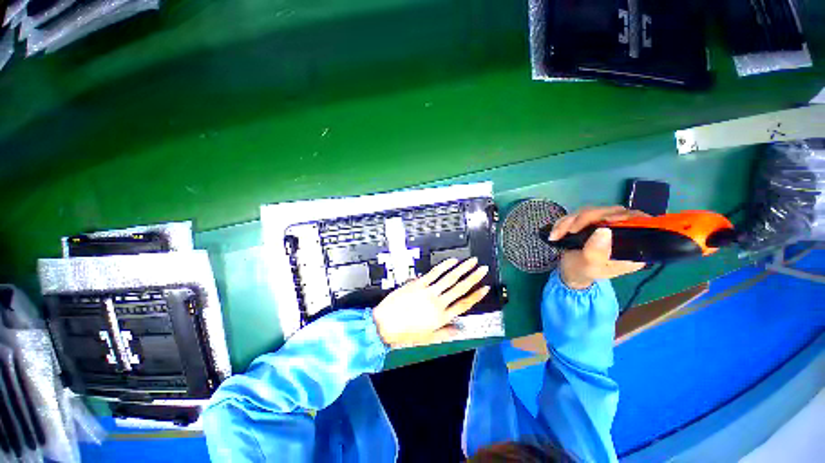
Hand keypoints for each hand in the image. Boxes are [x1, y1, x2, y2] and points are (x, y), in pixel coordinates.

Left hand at [372, 257, 489, 347]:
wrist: (384, 325)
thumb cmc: (405, 334)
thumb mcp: (427, 339)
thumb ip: (445, 334)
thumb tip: (460, 330)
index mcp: (442, 317)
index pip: (464, 304)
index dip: (476, 296)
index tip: (486, 288)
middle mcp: (438, 303)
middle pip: (460, 288)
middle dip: (474, 277)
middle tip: (484, 268)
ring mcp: (428, 292)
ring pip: (450, 278)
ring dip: (462, 268)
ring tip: (472, 261)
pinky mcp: (418, 284)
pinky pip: (434, 273)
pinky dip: (444, 266)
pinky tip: (452, 261)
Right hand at [548, 206, 647, 288]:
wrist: (569, 271)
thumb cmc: (583, 272)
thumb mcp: (590, 266)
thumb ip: (597, 252)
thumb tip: (604, 230)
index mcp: (634, 246)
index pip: (639, 222)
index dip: (625, 217)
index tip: (606, 219)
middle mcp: (624, 232)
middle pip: (611, 212)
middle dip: (585, 219)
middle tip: (568, 231)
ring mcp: (607, 224)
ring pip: (591, 211)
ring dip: (570, 221)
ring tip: (556, 235)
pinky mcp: (592, 221)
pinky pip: (579, 214)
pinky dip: (565, 222)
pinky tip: (556, 233)